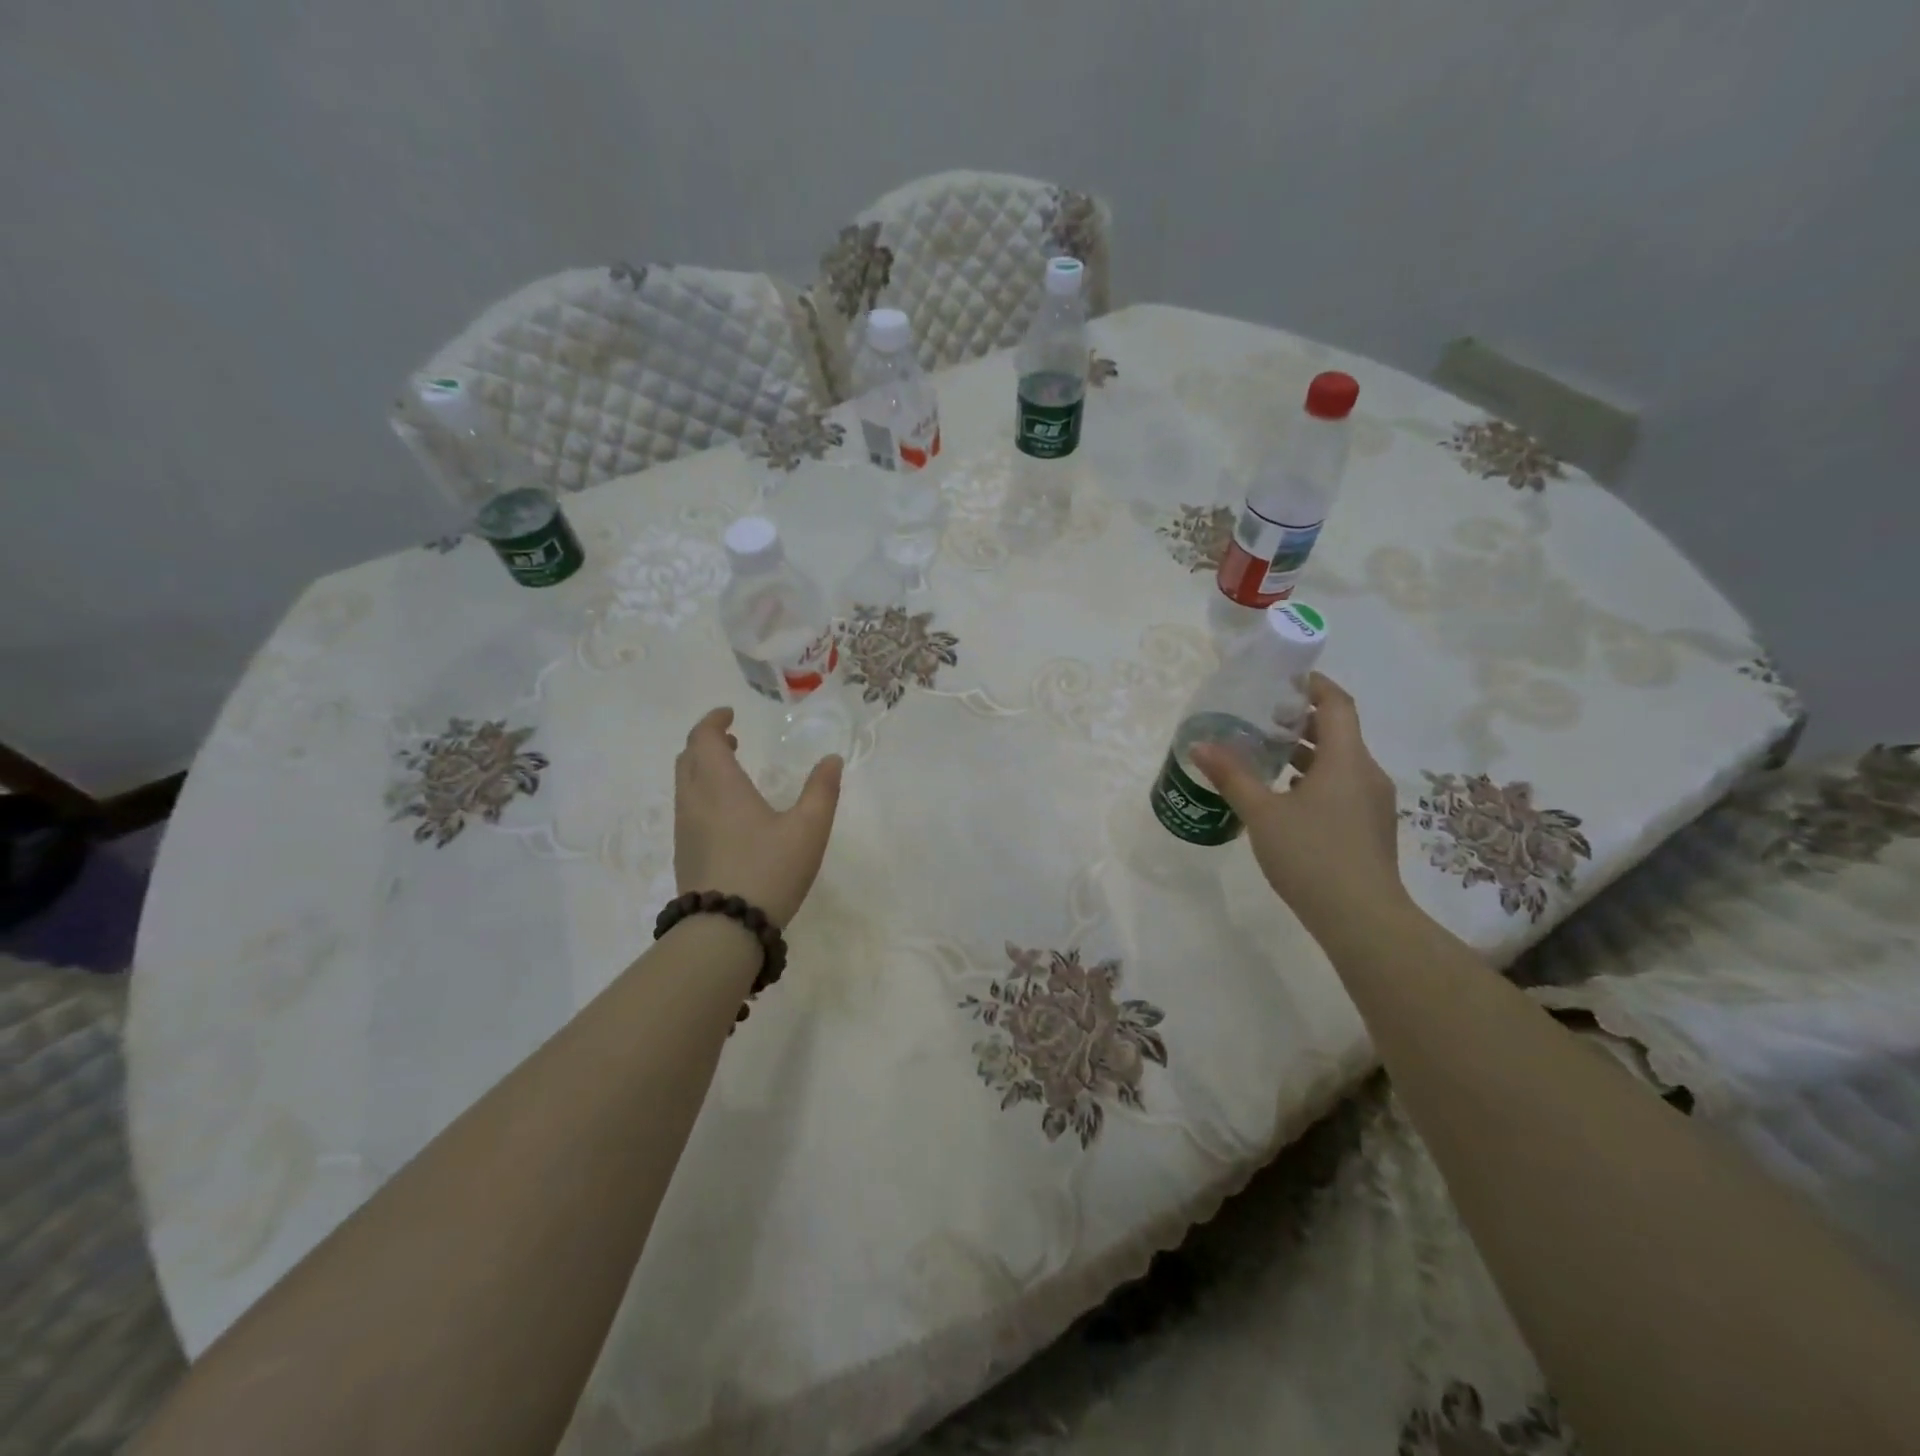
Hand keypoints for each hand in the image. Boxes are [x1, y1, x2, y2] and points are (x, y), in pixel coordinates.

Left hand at [673, 707, 842, 927]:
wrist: (724, 930)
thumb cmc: (769, 870)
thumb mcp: (809, 829)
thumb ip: (821, 791)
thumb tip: (831, 760)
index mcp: (720, 786)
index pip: (703, 739)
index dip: (712, 721)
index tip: (729, 714)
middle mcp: (695, 801)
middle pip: (688, 759)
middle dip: (706, 742)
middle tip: (730, 739)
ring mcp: (685, 830)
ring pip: (684, 784)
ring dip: (702, 768)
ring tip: (730, 771)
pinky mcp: (684, 854)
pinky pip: (687, 808)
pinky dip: (701, 793)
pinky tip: (726, 814)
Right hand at [1189, 673, 1404, 935]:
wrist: (1362, 919)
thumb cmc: (1312, 855)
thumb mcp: (1262, 813)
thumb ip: (1232, 776)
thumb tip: (1199, 745)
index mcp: (1346, 759)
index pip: (1337, 703)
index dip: (1313, 685)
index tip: (1282, 678)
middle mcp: (1366, 773)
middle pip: (1338, 731)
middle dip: (1300, 719)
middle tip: (1260, 717)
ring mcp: (1372, 803)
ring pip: (1339, 762)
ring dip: (1305, 751)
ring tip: (1264, 754)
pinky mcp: (1369, 827)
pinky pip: (1341, 786)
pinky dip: (1313, 778)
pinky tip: (1283, 796)